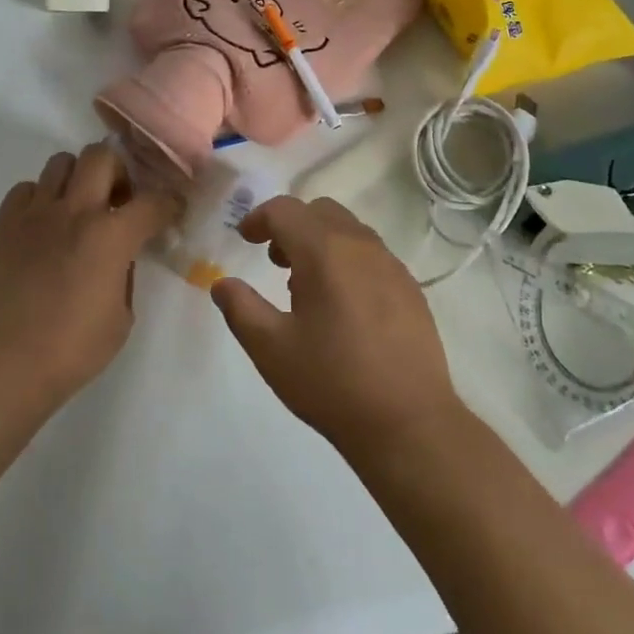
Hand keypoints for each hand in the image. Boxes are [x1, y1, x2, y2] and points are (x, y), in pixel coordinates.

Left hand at [0, 144, 177, 405]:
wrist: (3, 363)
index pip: (153, 201)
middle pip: (102, 155)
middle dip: (118, 171)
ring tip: (78, 208)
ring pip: (61, 162)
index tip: (170, 211)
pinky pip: (26, 188)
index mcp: (111, 236)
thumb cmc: (71, 350)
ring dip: (78, 179)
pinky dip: (40, 198)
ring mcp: (36, 212)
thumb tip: (120, 255)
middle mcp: (75, 211)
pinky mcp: (4, 222)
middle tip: (118, 199)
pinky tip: (43, 225)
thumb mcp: (121, 317)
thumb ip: (125, 273)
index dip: (169, 204)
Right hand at [211, 195, 460, 459]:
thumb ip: (240, 308)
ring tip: (307, 285)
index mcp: (324, 250)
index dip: (259, 218)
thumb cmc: (332, 383)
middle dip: (292, 225)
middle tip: (275, 260)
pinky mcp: (411, 288)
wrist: (409, 423)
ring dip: (321, 240)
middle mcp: (360, 245)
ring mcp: (391, 265)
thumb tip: (222, 284)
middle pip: (319, 211)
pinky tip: (343, 305)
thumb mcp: (271, 349)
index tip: (245, 240)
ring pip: (349, 229)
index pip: (285, 210)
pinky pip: (372, 254)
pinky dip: (348, 259)